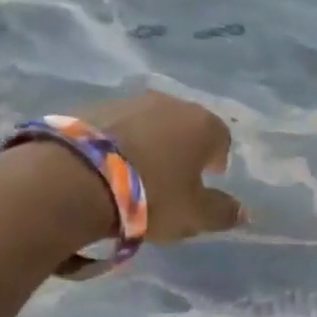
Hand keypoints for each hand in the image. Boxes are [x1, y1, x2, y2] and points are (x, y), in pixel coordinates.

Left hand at [73, 91, 245, 242]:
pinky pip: (114, 128)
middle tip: (171, 178)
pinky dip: (115, 144)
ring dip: (147, 144)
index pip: (221, 138)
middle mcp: (169, 103)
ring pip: (148, 124)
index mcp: (202, 125)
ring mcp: (128, 101)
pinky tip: (104, 169)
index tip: (205, 180)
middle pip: (184, 126)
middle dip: (182, 149)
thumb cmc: (150, 196)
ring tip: (133, 175)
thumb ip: (222, 212)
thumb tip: (244, 212)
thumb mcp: (193, 215)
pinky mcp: (89, 107)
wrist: (72, 179)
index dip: (216, 160)